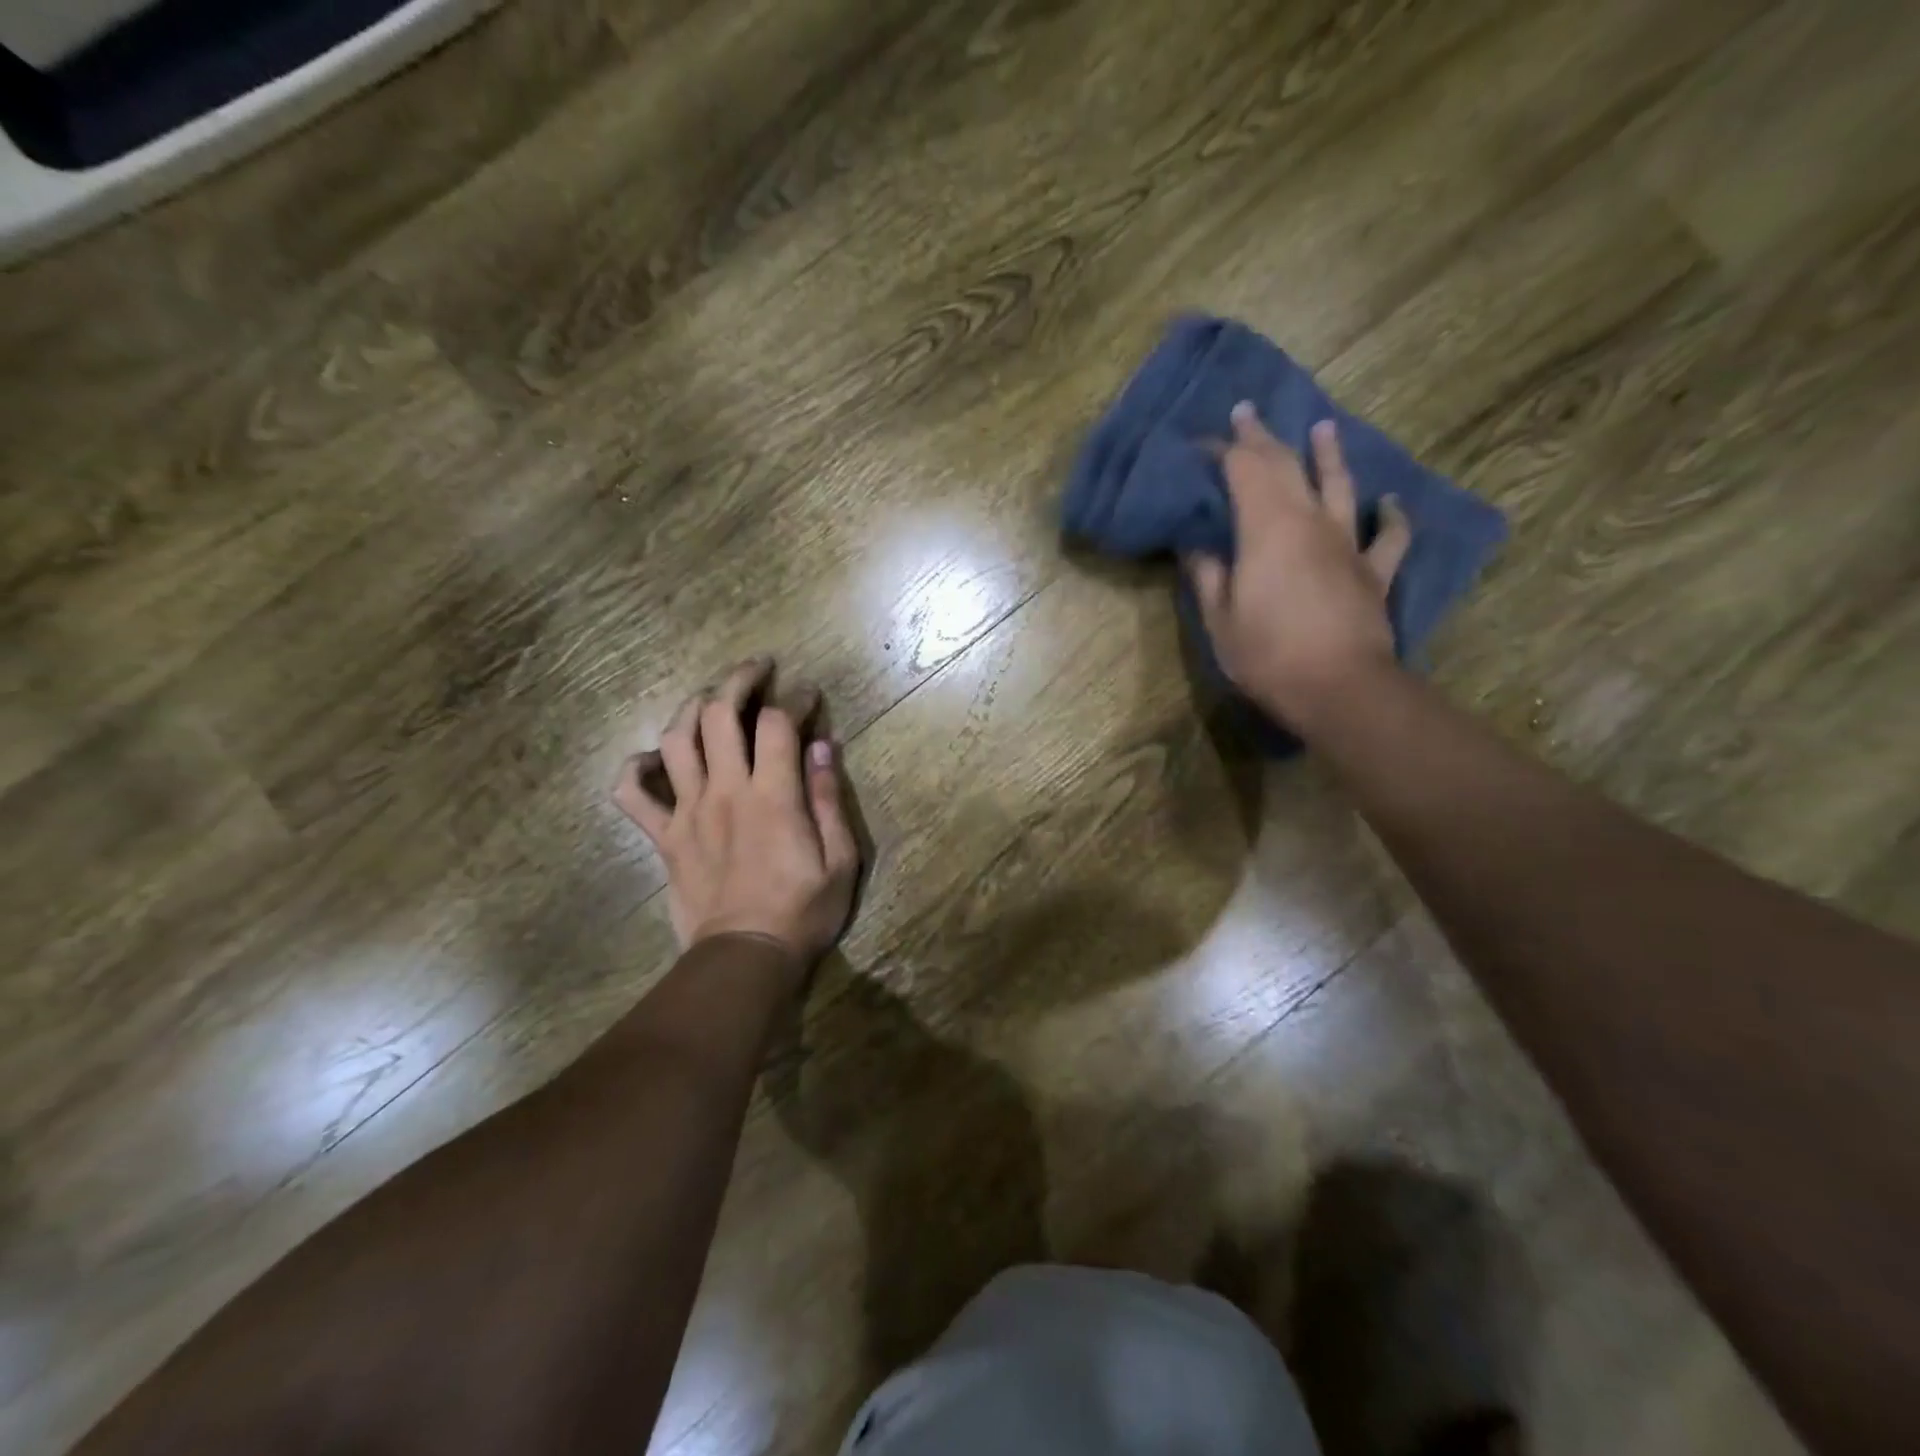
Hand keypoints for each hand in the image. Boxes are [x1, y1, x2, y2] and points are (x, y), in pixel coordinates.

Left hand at [613, 658, 859, 967]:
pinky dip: (635, 769)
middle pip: (719, 714)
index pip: (778, 723)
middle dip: (739, 680)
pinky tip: (651, 759)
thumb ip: (829, 799)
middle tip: (758, 669)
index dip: (795, 698)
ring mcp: (688, 811)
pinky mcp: (664, 837)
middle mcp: (725, 791)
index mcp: (772, 795)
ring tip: (710, 698)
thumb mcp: (841, 859)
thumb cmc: (803, 911)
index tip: (809, 694)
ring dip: (691, 708)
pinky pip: (632, 795)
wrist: (745, 958)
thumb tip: (825, 747)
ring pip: (674, 740)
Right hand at [1186, 403, 1411, 725]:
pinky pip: (1389, 536)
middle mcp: (1310, 522)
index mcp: (1267, 530)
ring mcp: (1348, 544)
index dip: (1223, 452)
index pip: (1243, 472)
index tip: (1202, 442)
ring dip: (1329, 454)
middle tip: (1247, 412)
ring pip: (1340, 485)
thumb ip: (1209, 577)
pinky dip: (1391, 516)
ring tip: (1323, 427)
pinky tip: (1390, 502)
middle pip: (1286, 467)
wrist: (1340, 688)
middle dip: (1263, 438)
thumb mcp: (1220, 621)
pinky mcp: (1374, 572)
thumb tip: (1198, 547)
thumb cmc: (1268, 655)